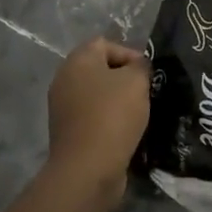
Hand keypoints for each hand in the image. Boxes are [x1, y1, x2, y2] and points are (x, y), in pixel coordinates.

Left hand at [45, 38, 149, 201]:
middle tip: (146, 92)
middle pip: (100, 69)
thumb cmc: (112, 116)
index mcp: (77, 61)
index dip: (130, 54)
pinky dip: (109, 120)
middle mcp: (64, 79)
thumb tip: (137, 67)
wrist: (88, 168)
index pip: (105, 44)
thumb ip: (140, 66)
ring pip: (98, 94)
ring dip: (118, 101)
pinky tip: (126, 132)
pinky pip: (93, 116)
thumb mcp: (136, 81)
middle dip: (125, 79)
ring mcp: (63, 107)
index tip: (148, 73)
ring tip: (140, 113)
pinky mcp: (68, 131)